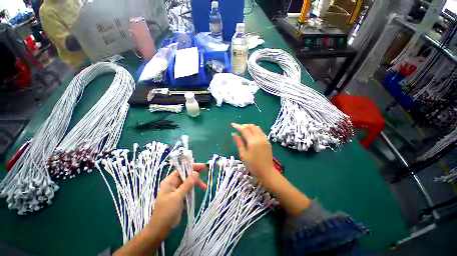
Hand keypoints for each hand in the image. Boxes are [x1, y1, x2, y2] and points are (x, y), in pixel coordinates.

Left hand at [148, 163, 206, 238]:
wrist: (161, 229)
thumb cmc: (166, 211)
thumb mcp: (177, 197)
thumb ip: (187, 184)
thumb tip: (196, 172)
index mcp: (170, 181)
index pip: (182, 169)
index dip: (192, 167)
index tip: (202, 167)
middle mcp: (173, 183)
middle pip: (186, 175)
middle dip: (196, 175)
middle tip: (206, 172)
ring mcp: (177, 190)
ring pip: (189, 182)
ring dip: (196, 183)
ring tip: (204, 187)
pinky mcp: (180, 196)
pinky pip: (189, 189)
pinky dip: (194, 189)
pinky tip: (200, 190)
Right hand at [232, 124, 311, 216]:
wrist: (266, 172)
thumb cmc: (252, 165)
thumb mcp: (243, 154)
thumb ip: (239, 142)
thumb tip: (234, 134)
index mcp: (252, 141)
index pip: (244, 130)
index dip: (238, 126)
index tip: (232, 124)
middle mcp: (259, 138)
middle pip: (251, 126)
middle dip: (244, 125)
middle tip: (238, 127)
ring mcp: (265, 139)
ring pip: (257, 128)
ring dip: (249, 127)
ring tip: (243, 130)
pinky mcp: (267, 141)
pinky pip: (260, 132)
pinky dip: (255, 130)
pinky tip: (251, 134)